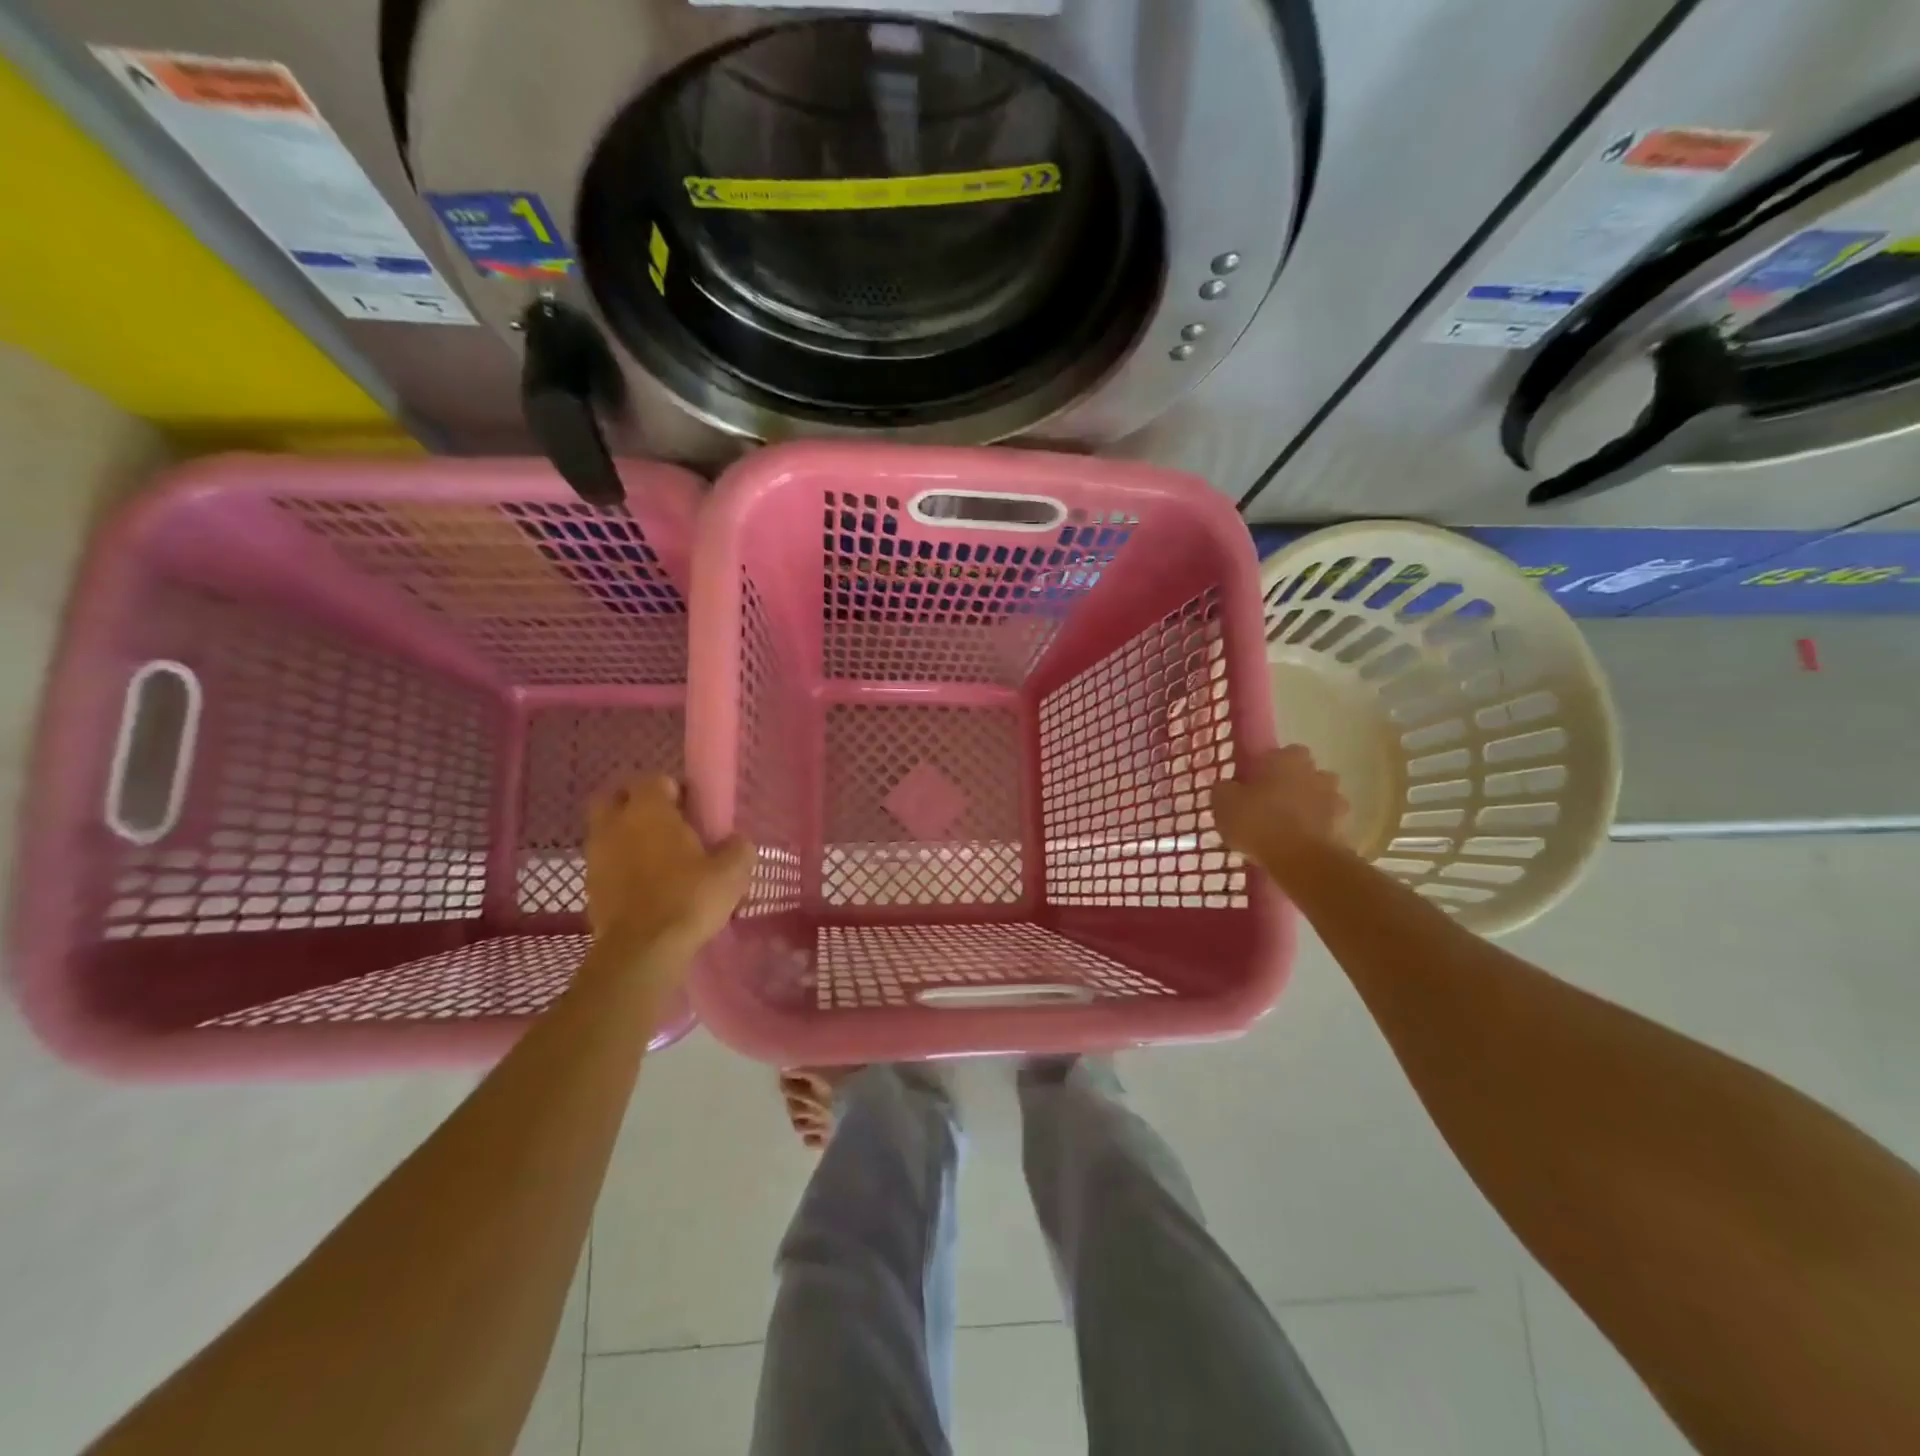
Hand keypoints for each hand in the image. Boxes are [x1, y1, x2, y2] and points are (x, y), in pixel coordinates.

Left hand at [585, 775, 753, 958]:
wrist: (642, 951)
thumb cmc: (688, 898)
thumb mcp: (732, 872)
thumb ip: (738, 848)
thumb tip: (736, 842)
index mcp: (648, 810)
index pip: (654, 779)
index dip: (674, 789)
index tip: (694, 809)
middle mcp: (615, 824)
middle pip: (615, 797)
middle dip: (637, 804)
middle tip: (666, 824)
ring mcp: (596, 855)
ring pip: (607, 831)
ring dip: (627, 836)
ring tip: (657, 858)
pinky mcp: (590, 886)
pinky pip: (605, 863)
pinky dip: (620, 866)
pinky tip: (645, 885)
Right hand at [1210, 745, 1348, 873]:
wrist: (1302, 861)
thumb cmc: (1258, 822)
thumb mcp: (1224, 804)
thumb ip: (1225, 790)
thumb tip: (1228, 787)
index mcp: (1287, 758)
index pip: (1278, 754)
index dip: (1265, 769)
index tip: (1252, 786)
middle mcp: (1316, 772)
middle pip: (1303, 774)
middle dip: (1290, 786)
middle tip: (1269, 806)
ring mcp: (1335, 800)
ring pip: (1318, 799)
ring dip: (1306, 809)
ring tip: (1284, 830)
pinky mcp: (1344, 828)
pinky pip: (1325, 824)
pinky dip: (1314, 831)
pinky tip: (1296, 847)